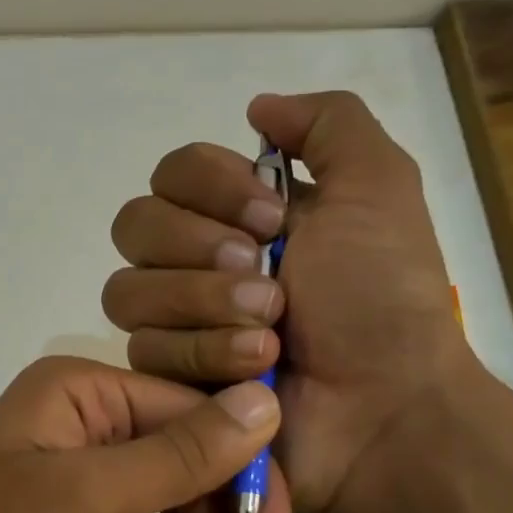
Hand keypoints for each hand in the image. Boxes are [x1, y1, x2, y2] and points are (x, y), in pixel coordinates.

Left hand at [0, 356, 277, 512]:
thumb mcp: (91, 501)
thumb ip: (179, 453)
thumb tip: (263, 400)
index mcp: (72, 391)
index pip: (187, 407)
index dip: (240, 462)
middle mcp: (68, 421)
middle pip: (175, 447)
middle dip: (213, 505)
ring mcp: (60, 475)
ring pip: (157, 488)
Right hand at [102, 91, 471, 512]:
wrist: (385, 407)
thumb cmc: (381, 298)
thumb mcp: (378, 189)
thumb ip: (327, 125)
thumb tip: (256, 105)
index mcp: (240, 214)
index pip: (171, 173)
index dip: (208, 187)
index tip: (272, 218)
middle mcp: (196, 261)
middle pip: (134, 225)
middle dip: (199, 248)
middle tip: (266, 274)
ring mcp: (176, 322)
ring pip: (127, 291)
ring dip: (203, 305)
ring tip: (270, 333)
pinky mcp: (167, 377)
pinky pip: (142, 349)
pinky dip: (204, 353)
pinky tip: (255, 370)